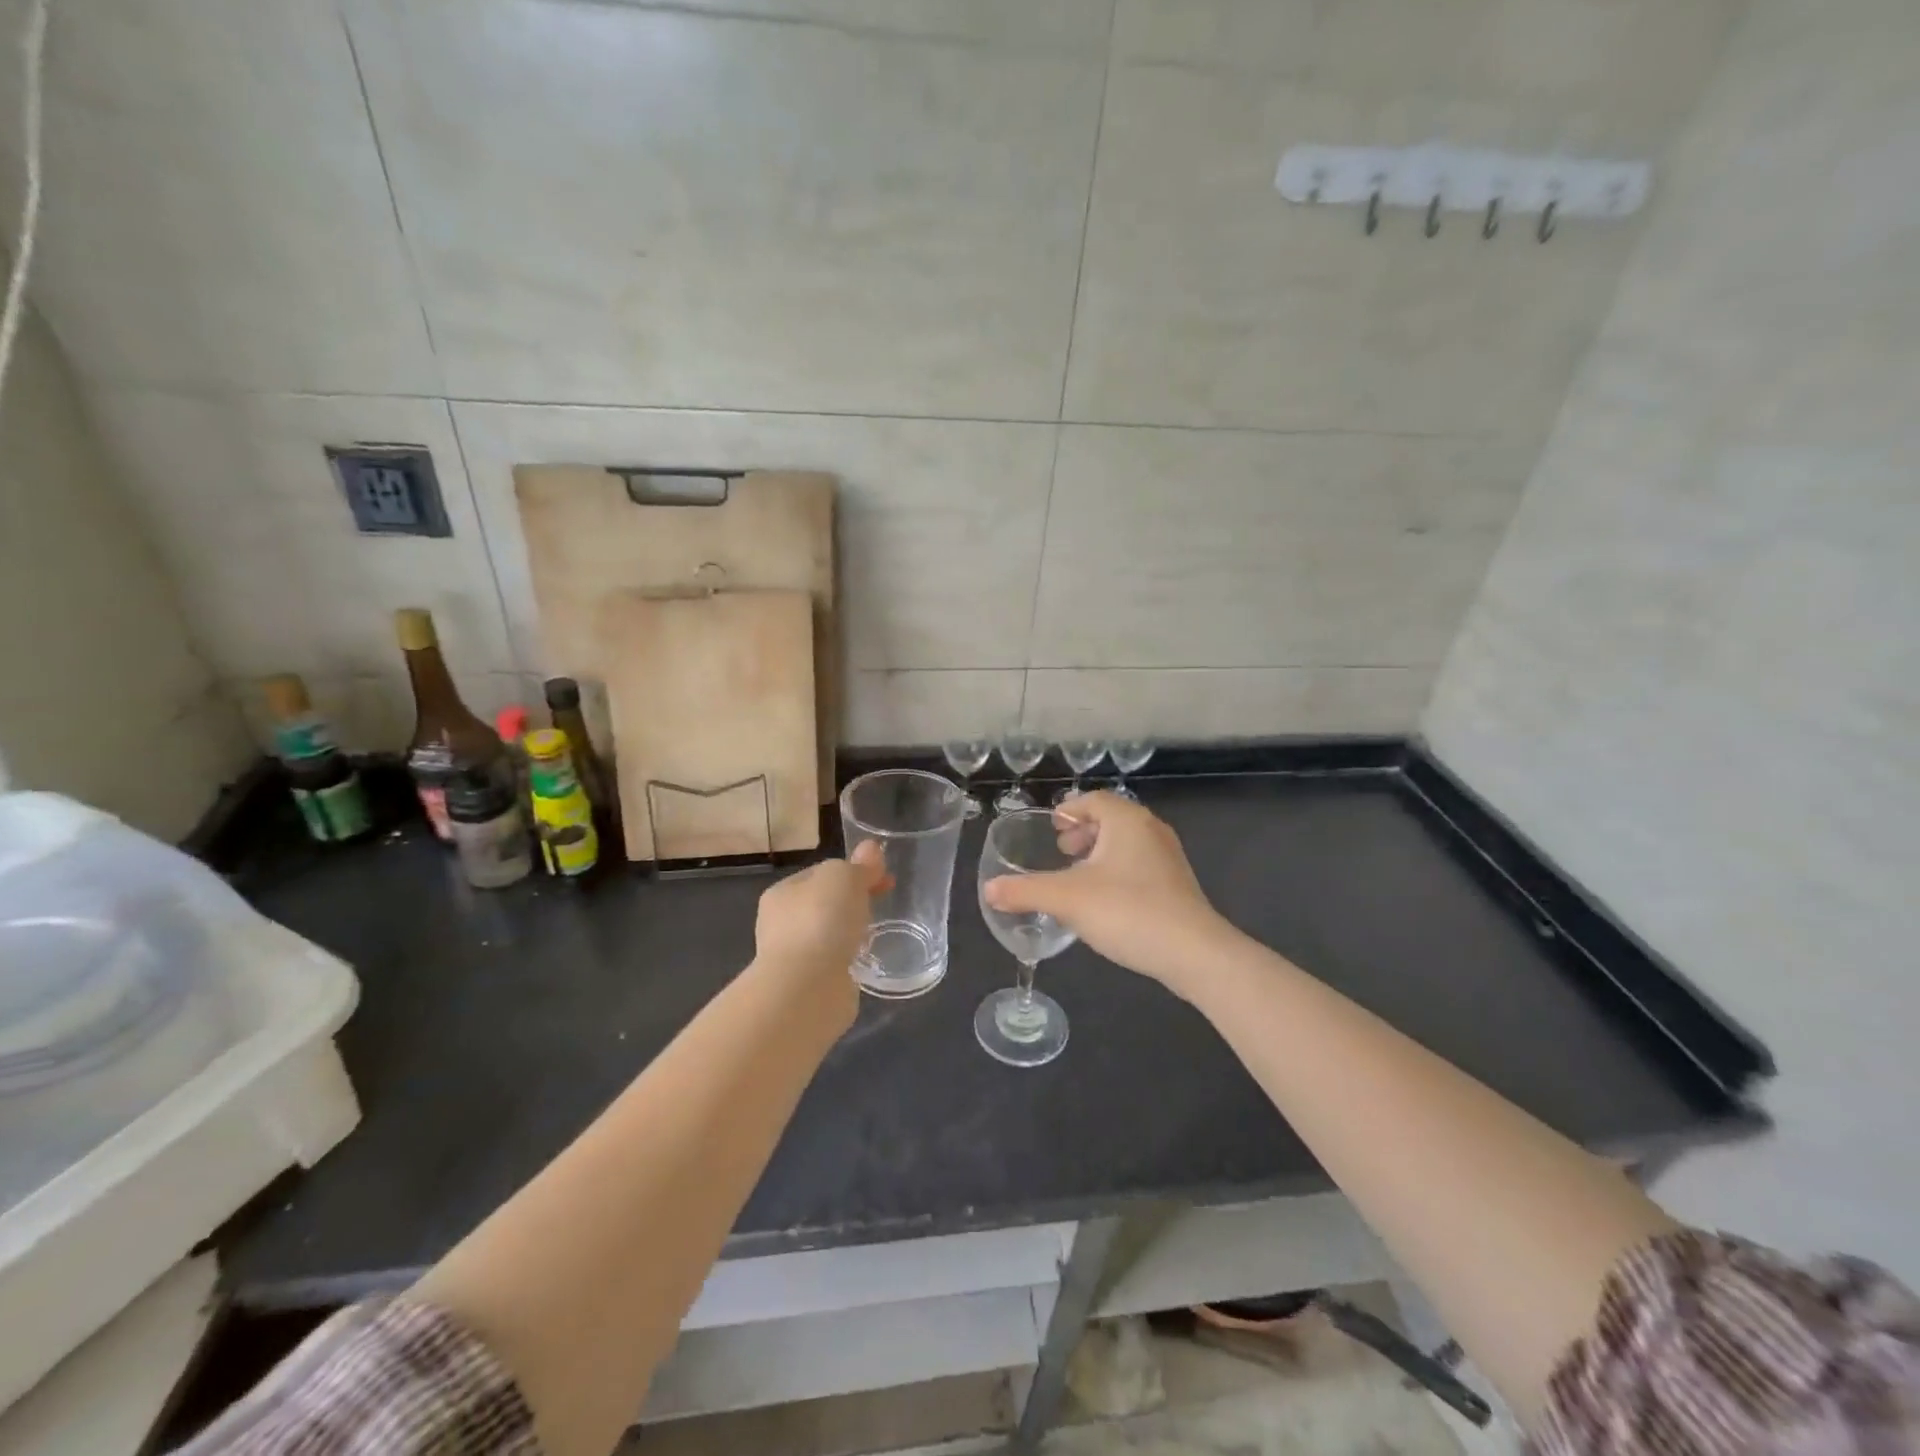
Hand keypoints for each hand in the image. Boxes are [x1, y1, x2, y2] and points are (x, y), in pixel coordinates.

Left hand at [753, 841, 887, 1022]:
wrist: (807, 988)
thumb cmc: (820, 921)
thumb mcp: (844, 877)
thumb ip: (859, 865)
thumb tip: (872, 849)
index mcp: (782, 893)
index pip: (821, 873)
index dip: (853, 871)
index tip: (883, 878)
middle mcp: (781, 924)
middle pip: (824, 903)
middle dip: (852, 902)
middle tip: (883, 902)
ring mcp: (793, 957)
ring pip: (828, 934)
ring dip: (849, 932)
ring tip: (876, 934)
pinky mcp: (808, 985)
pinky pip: (834, 962)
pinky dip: (848, 959)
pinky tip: (864, 960)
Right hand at [982, 791, 1234, 994]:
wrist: (1193, 952)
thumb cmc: (1127, 911)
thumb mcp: (1066, 899)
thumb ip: (1025, 892)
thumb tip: (989, 890)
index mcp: (1126, 820)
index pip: (1094, 800)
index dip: (1070, 810)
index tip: (1052, 827)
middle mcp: (1150, 830)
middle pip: (1112, 818)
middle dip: (1083, 831)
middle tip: (1060, 849)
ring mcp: (1168, 858)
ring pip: (1126, 843)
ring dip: (1100, 852)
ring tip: (1077, 875)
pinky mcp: (1177, 885)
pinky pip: (1139, 865)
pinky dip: (1117, 871)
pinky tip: (1104, 900)